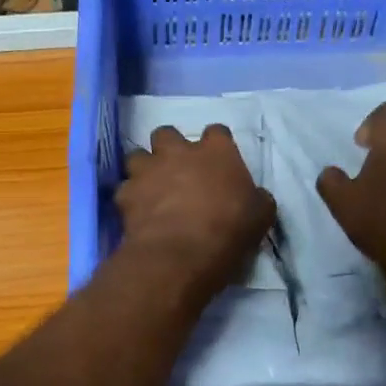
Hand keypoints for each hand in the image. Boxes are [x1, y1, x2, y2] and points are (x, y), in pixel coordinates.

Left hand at [117, 125, 275, 297]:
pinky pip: (124, 189)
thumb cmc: (229, 231)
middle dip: (169, 148)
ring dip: (143, 169)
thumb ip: (256, 199)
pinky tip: (137, 213)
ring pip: (137, 156)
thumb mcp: (260, 217)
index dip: (216, 145)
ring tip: (151, 188)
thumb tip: (256, 197)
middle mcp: (178, 152)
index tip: (218, 161)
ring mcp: (148, 170)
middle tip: (176, 170)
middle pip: (166, 133)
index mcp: (216, 151)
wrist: (182, 254)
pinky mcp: (126, 193)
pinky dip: (130, 199)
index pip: (217, 132)